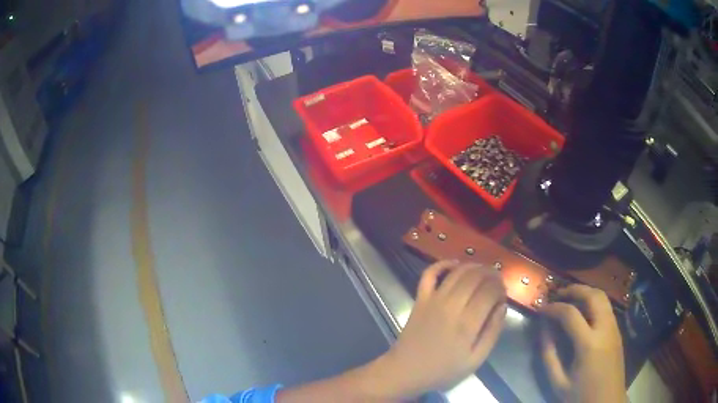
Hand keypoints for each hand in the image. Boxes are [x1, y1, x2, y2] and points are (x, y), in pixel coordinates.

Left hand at [374, 260, 506, 398]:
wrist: (406, 371)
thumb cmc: (443, 370)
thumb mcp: (475, 360)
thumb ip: (492, 332)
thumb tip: (502, 306)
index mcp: (467, 324)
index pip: (490, 291)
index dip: (501, 287)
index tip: (503, 293)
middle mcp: (451, 306)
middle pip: (476, 277)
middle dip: (491, 274)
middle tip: (497, 280)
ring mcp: (433, 300)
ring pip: (457, 272)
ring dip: (474, 267)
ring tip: (483, 272)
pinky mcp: (420, 299)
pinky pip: (429, 274)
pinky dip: (442, 264)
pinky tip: (455, 264)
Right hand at [540, 285, 625, 402]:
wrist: (607, 401)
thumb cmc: (581, 395)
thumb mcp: (558, 382)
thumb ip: (549, 355)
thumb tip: (543, 330)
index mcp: (589, 344)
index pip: (570, 314)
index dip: (553, 308)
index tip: (541, 308)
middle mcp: (605, 329)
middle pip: (593, 295)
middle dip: (574, 289)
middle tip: (557, 293)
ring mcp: (614, 328)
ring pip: (603, 297)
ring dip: (585, 292)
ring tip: (570, 298)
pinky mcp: (617, 331)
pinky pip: (606, 307)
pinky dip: (593, 301)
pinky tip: (583, 311)